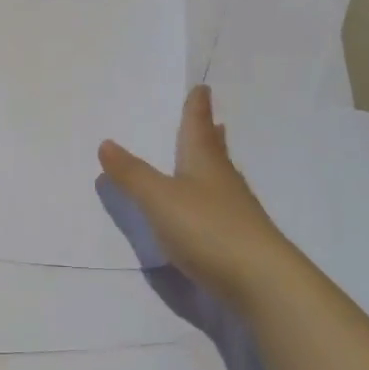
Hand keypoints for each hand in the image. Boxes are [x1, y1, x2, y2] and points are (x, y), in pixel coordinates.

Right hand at [98, 85, 302, 310]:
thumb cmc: (207, 228)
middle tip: (212, 119)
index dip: (196, 107)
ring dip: (214, 163)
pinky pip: (223, 206)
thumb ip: (132, 174)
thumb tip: (106, 143)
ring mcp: (236, 211)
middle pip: (215, 150)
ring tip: (211, 154)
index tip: (202, 88)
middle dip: (209, 133)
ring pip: (221, 177)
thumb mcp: (159, 199)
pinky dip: (213, 197)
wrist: (261, 281)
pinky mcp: (240, 239)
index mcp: (204, 162)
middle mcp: (223, 180)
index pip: (198, 126)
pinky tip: (209, 208)